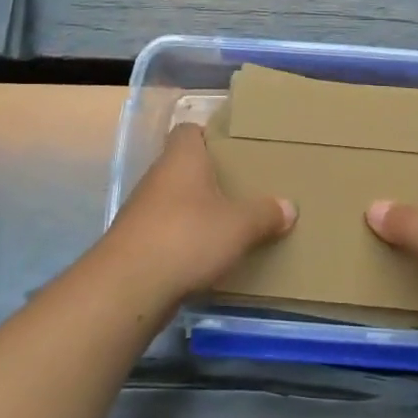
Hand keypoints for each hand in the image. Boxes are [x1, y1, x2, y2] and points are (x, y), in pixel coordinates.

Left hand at [93, 123, 294, 308]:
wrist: (129, 287)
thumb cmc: (188, 237)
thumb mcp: (239, 226)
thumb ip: (265, 214)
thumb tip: (289, 207)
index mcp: (181, 158)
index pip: (189, 131)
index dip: (210, 136)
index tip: (234, 150)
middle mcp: (158, 177)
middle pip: (184, 167)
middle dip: (210, 178)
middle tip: (242, 190)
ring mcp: (142, 211)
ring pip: (175, 201)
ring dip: (197, 212)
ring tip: (230, 225)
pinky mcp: (136, 243)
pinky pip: (167, 232)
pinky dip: (184, 240)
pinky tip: (206, 256)